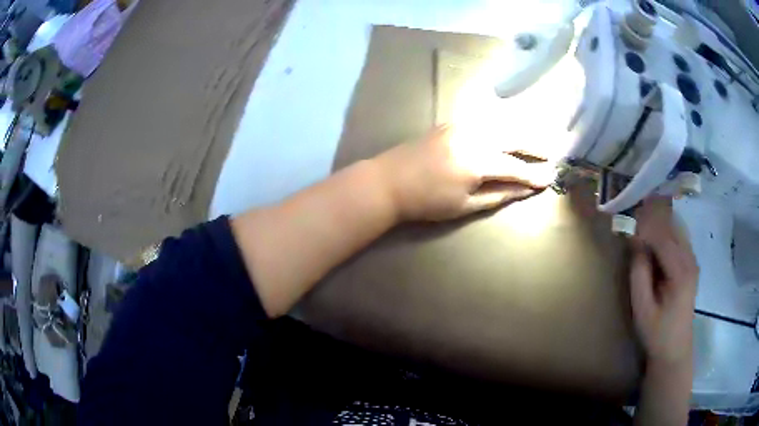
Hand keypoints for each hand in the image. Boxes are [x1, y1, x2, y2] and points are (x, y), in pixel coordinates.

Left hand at [374, 124, 555, 221]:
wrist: (388, 181)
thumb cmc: (426, 201)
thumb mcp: (464, 205)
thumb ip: (498, 195)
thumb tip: (524, 190)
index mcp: (477, 161)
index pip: (515, 167)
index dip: (533, 175)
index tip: (549, 178)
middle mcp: (474, 136)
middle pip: (513, 137)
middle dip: (534, 145)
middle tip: (550, 153)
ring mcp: (461, 125)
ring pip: (500, 124)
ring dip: (520, 132)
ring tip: (535, 140)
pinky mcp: (451, 122)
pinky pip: (484, 120)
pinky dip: (501, 124)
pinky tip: (508, 130)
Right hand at [630, 197, 698, 366]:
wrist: (675, 348)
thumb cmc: (657, 332)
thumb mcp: (642, 308)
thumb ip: (639, 273)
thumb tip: (635, 242)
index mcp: (680, 272)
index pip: (662, 237)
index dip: (644, 226)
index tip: (627, 221)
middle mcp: (690, 260)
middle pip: (671, 227)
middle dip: (652, 216)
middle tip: (633, 212)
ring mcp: (692, 260)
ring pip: (676, 228)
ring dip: (659, 220)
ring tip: (641, 217)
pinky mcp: (691, 263)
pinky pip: (679, 237)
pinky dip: (666, 229)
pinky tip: (654, 232)